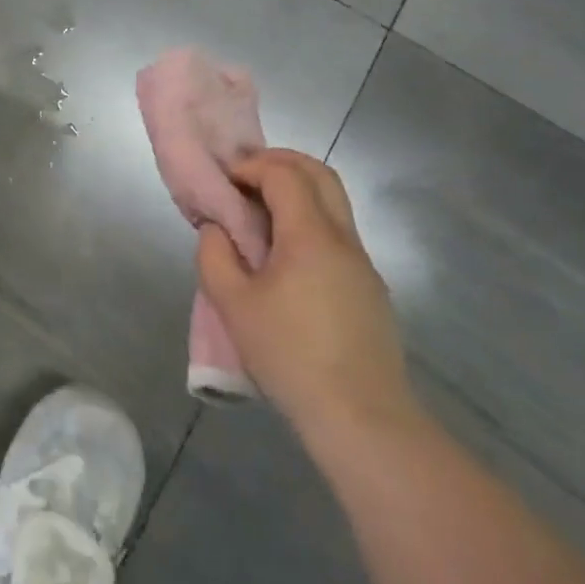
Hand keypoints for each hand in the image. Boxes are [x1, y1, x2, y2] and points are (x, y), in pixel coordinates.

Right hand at [196, 149, 414, 435]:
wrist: (362, 419)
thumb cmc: (290, 355)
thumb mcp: (232, 304)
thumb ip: (215, 255)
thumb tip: (218, 229)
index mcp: (311, 236)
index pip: (285, 174)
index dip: (251, 166)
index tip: (224, 182)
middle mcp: (344, 240)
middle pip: (320, 175)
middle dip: (279, 164)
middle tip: (244, 179)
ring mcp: (363, 265)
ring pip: (334, 204)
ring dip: (296, 193)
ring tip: (258, 216)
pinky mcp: (369, 290)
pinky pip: (337, 235)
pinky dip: (308, 222)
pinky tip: (283, 257)